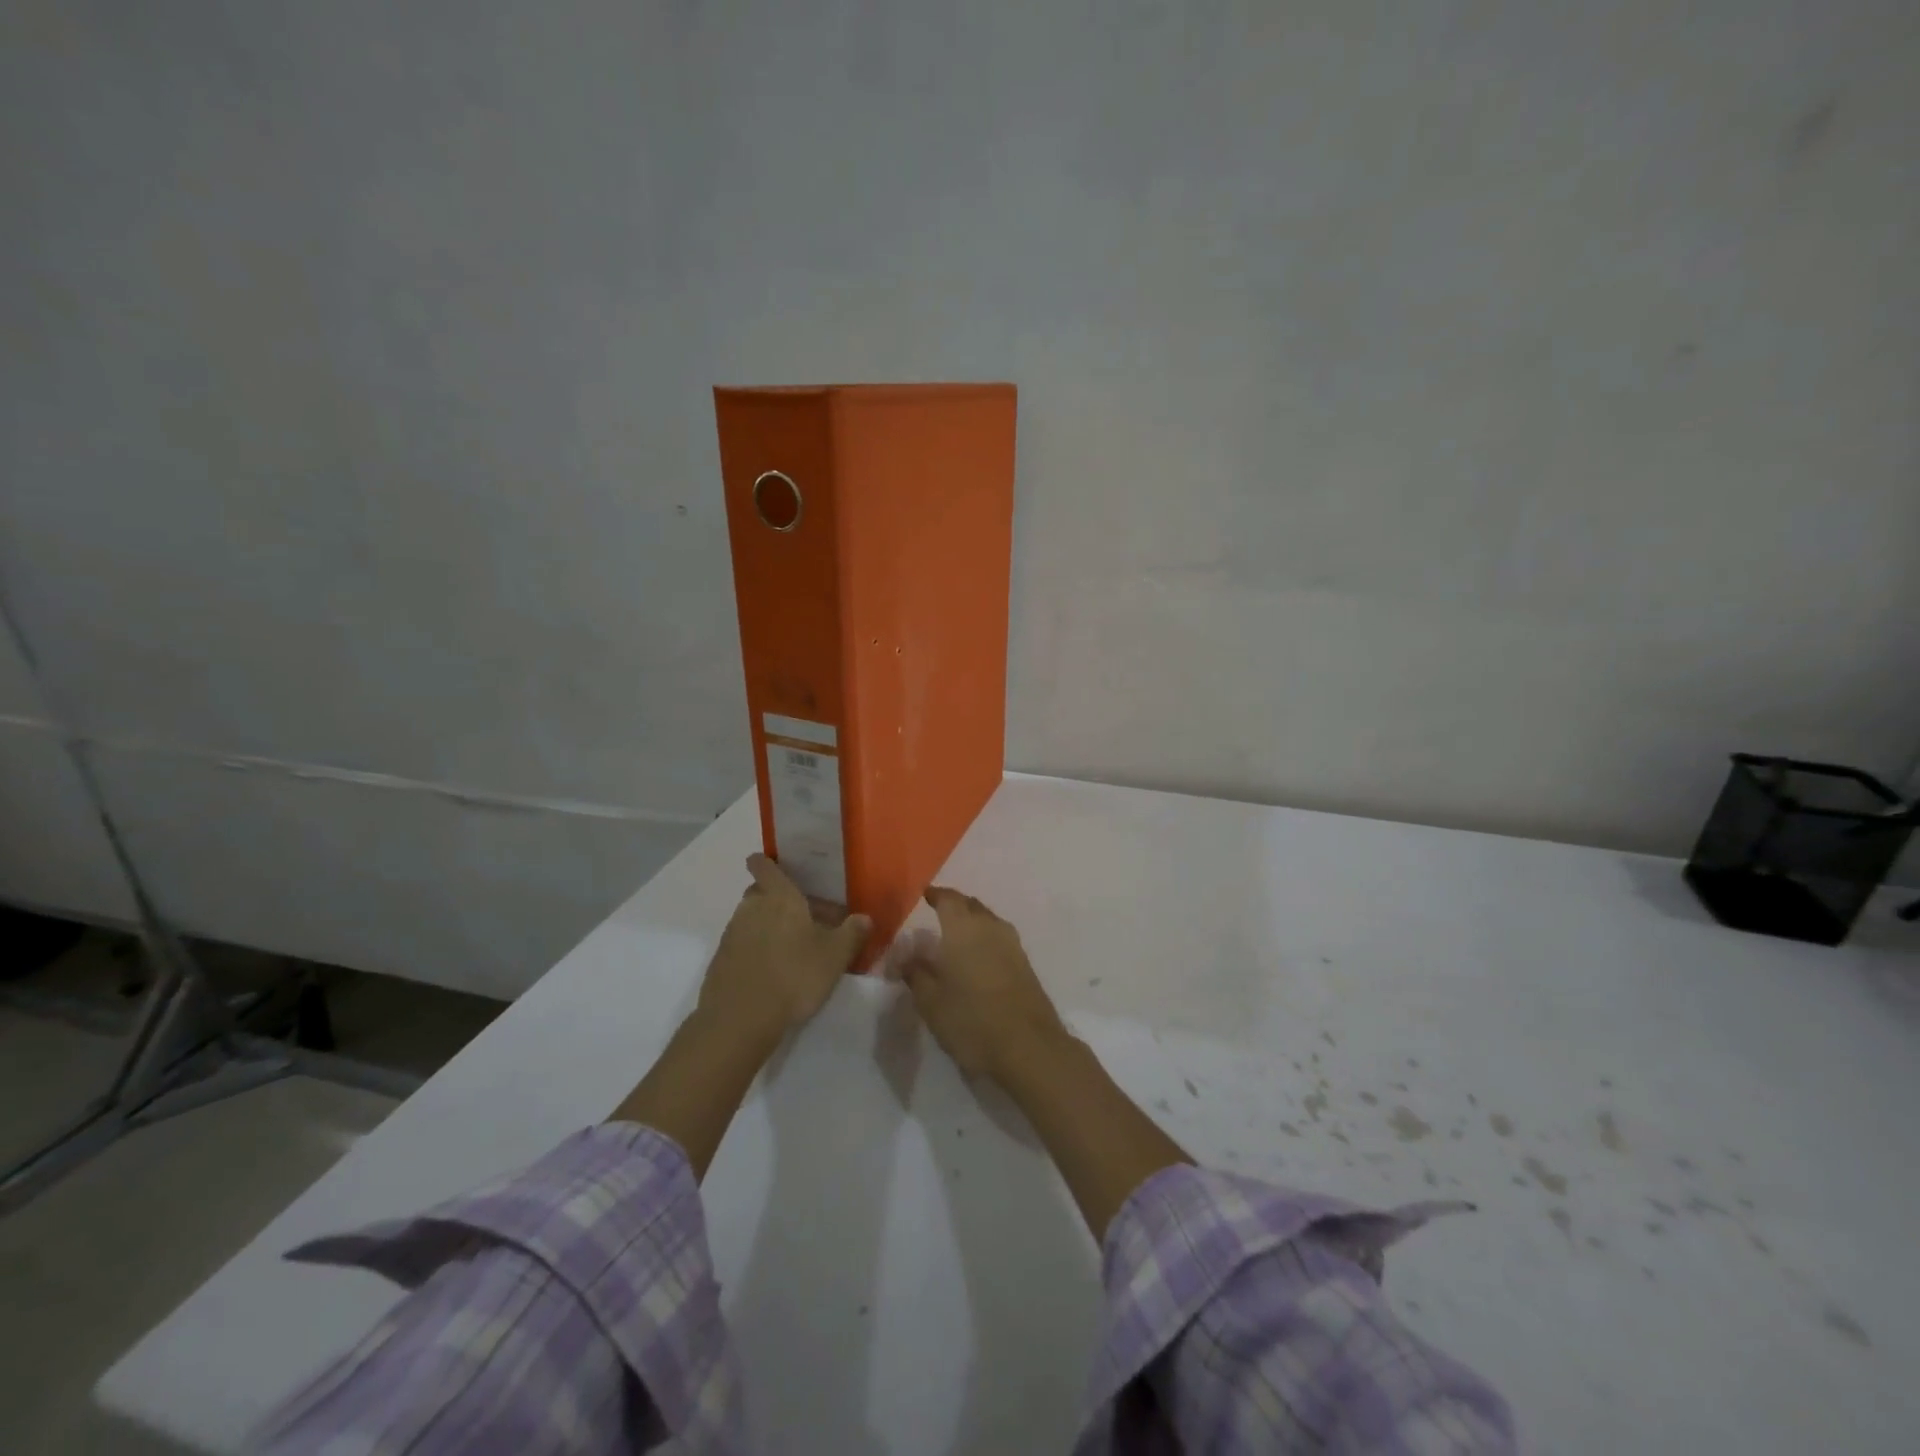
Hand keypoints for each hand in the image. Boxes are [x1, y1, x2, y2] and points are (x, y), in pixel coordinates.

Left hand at [698, 854, 871, 1048]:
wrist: (739, 1020)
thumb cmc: (793, 976)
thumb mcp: (834, 956)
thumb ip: (852, 934)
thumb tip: (865, 917)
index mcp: (779, 898)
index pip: (764, 866)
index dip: (767, 862)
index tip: (774, 864)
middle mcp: (751, 908)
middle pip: (759, 892)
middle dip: (775, 898)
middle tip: (801, 915)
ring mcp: (731, 934)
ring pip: (750, 919)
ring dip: (766, 926)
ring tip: (791, 947)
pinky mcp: (720, 961)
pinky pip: (740, 945)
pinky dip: (754, 950)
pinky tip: (771, 971)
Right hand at [892, 886, 1068, 1082]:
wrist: (1029, 1046)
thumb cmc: (972, 1020)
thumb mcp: (930, 1002)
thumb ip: (916, 973)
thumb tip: (907, 956)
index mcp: (964, 928)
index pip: (948, 899)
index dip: (935, 895)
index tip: (924, 895)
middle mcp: (990, 927)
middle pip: (971, 905)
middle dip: (954, 906)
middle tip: (937, 915)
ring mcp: (1012, 944)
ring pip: (988, 921)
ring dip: (972, 923)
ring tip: (955, 938)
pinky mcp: (1025, 963)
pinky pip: (999, 939)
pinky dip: (985, 940)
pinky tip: (976, 959)